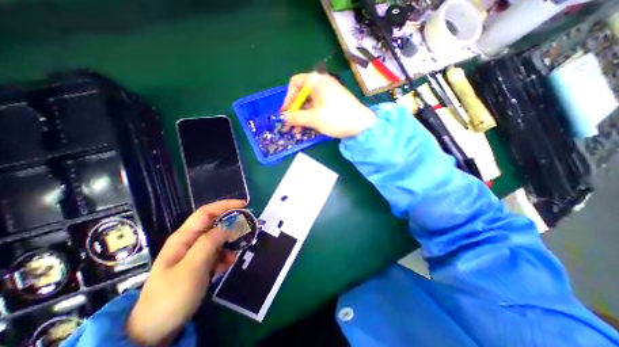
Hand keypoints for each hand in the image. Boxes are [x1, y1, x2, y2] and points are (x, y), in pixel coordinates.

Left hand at [125, 199, 243, 345]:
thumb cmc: (171, 296)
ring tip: (235, 256)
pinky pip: (217, 253)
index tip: (244, 204)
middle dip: (232, 225)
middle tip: (246, 231)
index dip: (225, 205)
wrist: (154, 331)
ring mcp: (195, 253)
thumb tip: (228, 227)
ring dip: (230, 244)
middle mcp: (190, 241)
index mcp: (184, 237)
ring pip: (218, 239)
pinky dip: (225, 256)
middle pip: (215, 224)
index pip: (206, 212)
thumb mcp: (192, 267)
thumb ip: (210, 243)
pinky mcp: (200, 264)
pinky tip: (226, 266)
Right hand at [283, 72, 377, 137]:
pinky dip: (309, 117)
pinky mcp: (332, 103)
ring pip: (308, 103)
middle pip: (301, 94)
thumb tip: (282, 117)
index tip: (285, 112)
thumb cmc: (336, 118)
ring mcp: (328, 94)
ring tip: (295, 130)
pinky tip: (305, 128)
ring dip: (300, 117)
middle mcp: (321, 84)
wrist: (361, 125)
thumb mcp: (313, 118)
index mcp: (316, 81)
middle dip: (293, 111)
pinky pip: (316, 107)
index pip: (295, 83)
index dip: (287, 98)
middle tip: (287, 125)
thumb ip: (295, 117)